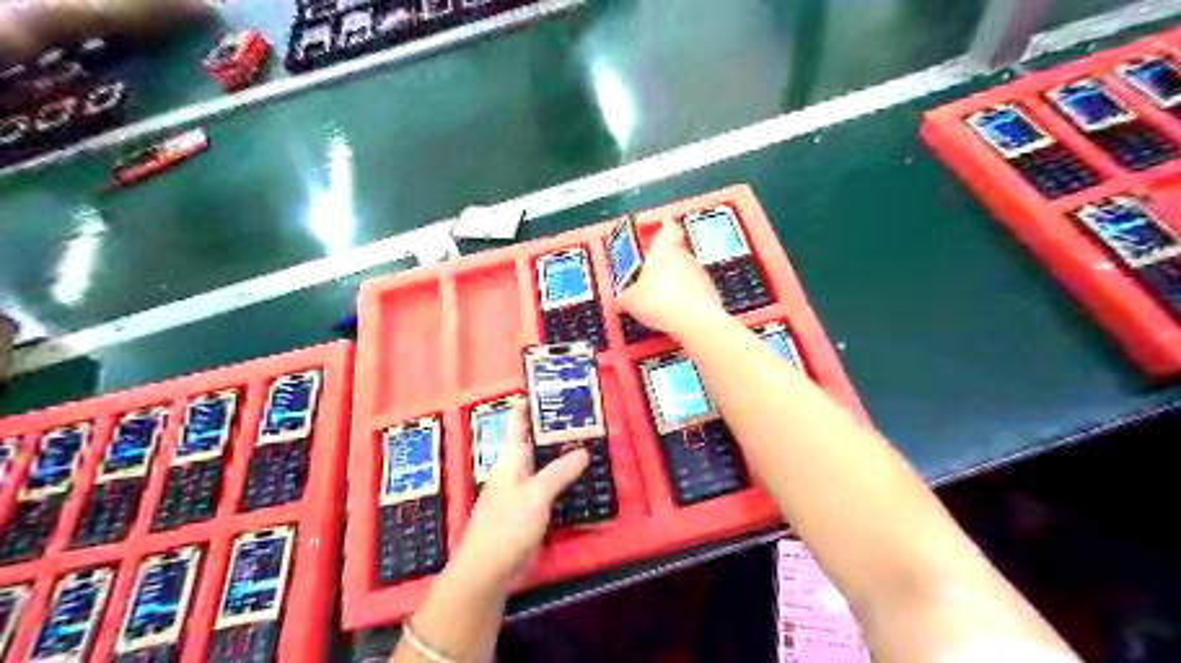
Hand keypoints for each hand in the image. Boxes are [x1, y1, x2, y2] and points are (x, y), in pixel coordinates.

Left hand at [451, 405, 586, 590]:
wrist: (486, 571)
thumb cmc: (507, 525)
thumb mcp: (536, 495)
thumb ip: (559, 472)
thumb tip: (583, 451)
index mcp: (510, 459)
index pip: (516, 422)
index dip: (528, 403)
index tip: (547, 388)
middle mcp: (513, 470)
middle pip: (533, 442)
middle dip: (554, 429)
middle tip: (583, 417)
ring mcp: (519, 492)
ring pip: (542, 465)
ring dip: (561, 456)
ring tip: (589, 445)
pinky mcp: (526, 512)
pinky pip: (547, 488)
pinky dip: (562, 481)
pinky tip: (580, 483)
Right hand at [621, 222, 724, 332]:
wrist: (694, 321)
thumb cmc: (662, 301)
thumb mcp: (631, 301)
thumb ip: (625, 297)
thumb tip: (620, 300)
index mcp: (664, 250)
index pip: (668, 229)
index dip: (665, 230)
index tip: (661, 232)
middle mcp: (685, 257)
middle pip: (676, 254)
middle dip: (664, 266)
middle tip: (650, 280)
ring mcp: (701, 275)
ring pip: (687, 274)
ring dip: (676, 285)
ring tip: (661, 302)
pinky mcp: (711, 294)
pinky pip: (696, 293)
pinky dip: (687, 302)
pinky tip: (675, 315)